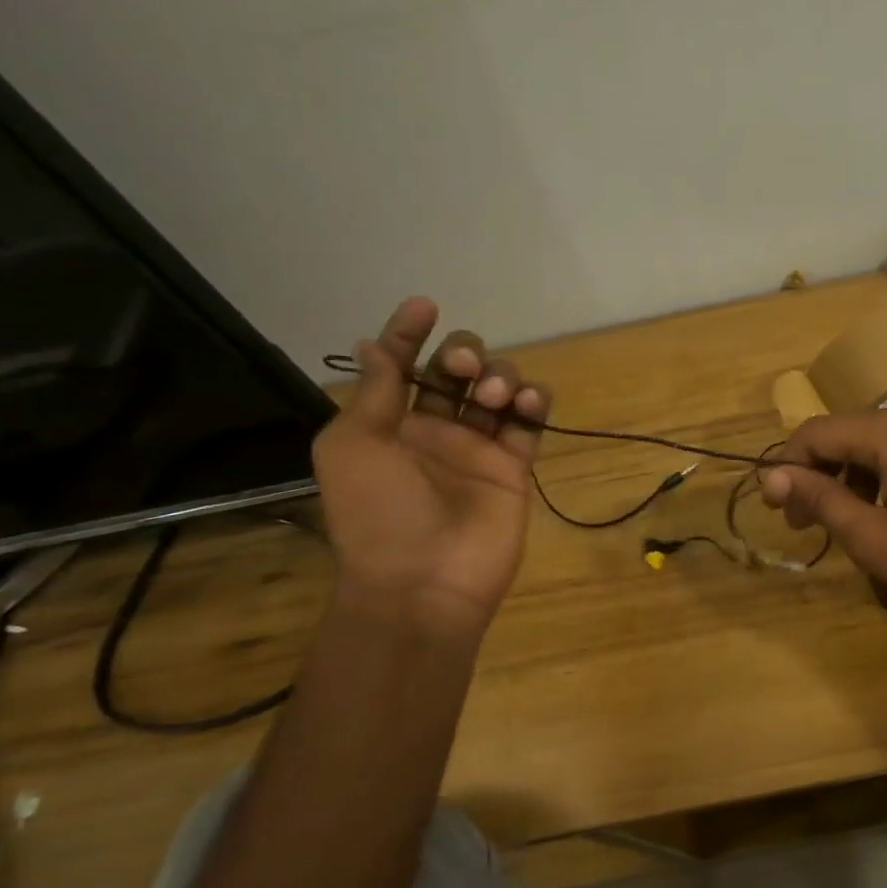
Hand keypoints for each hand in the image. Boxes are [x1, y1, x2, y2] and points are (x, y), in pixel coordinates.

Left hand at [311, 298, 549, 638]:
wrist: (424, 581)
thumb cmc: (378, 512)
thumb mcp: (352, 446)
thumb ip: (374, 393)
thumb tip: (374, 345)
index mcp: (390, 424)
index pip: (403, 366)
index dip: (409, 333)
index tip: (424, 306)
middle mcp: (435, 430)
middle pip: (458, 371)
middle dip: (463, 354)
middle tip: (462, 369)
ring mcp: (478, 448)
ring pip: (498, 389)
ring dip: (499, 377)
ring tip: (494, 399)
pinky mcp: (515, 467)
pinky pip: (531, 422)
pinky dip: (534, 403)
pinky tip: (527, 404)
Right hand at [758, 409, 886, 601]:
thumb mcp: (871, 536)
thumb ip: (819, 500)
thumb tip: (771, 476)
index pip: (816, 432)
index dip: (788, 466)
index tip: (778, 508)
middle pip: (841, 433)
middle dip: (814, 473)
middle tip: (802, 523)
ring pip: (866, 442)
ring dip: (841, 476)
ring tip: (835, 522)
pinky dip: (871, 475)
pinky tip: (873, 510)